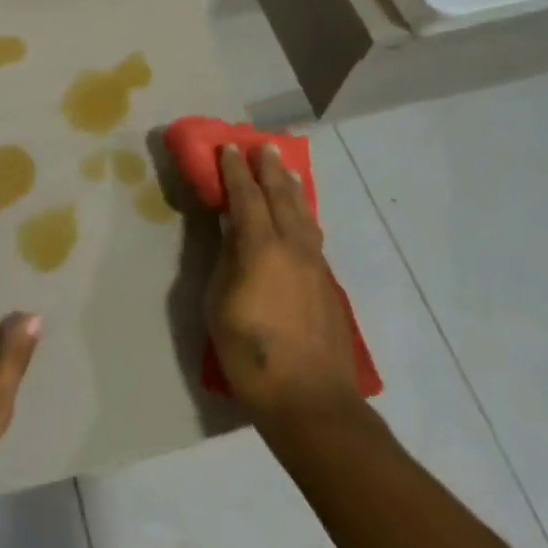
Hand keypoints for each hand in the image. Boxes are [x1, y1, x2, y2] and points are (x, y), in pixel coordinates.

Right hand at [205, 145, 367, 429]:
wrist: (311, 400)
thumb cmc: (251, 353)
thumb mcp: (220, 304)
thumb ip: (227, 261)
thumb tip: (233, 235)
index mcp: (261, 247)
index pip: (246, 196)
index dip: (236, 170)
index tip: (229, 147)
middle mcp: (293, 247)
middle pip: (282, 197)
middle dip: (270, 169)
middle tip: (264, 146)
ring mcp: (315, 266)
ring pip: (304, 215)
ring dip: (293, 189)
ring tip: (288, 172)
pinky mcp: (328, 286)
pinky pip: (313, 236)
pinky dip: (303, 216)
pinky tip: (301, 220)